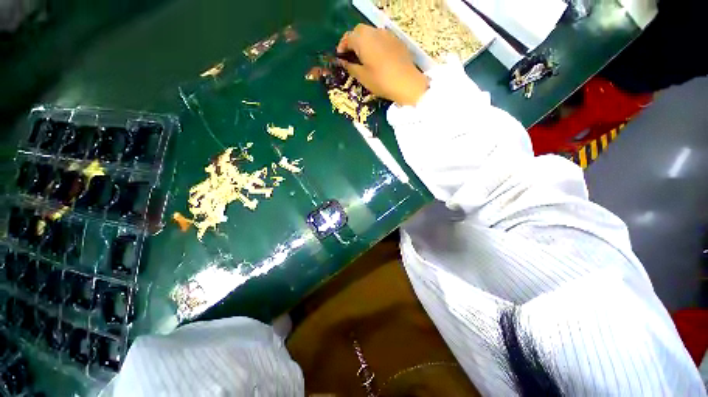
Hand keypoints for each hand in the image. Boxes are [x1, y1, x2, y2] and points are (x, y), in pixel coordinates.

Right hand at [337, 24, 428, 105]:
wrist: (406, 83)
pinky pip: (382, 39)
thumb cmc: (381, 81)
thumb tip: (343, 62)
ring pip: (371, 34)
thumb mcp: (362, 77)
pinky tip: (377, 59)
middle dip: (353, 42)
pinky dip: (376, 45)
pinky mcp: (396, 41)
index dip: (342, 47)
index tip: (340, 58)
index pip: (347, 38)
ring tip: (364, 58)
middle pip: (359, 32)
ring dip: (364, 43)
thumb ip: (350, 67)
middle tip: (351, 57)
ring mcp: (387, 35)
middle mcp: (374, 32)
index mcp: (362, 39)